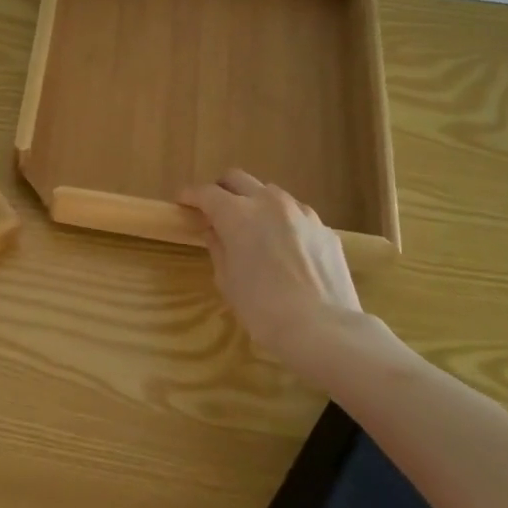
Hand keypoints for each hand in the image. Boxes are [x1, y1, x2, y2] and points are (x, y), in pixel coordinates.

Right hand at [179, 170, 365, 370]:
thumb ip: (218, 247)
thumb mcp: (227, 280)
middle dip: (221, 189)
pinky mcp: (324, 229)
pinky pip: (296, 215)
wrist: (323, 328)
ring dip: (254, 203)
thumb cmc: (262, 308)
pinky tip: (284, 248)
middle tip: (214, 210)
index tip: (182, 203)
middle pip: (237, 179)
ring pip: (270, 193)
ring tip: (253, 229)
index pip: (206, 193)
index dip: (190, 196)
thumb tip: (215, 230)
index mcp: (237, 214)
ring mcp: (301, 213)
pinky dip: (282, 222)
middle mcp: (269, 203)